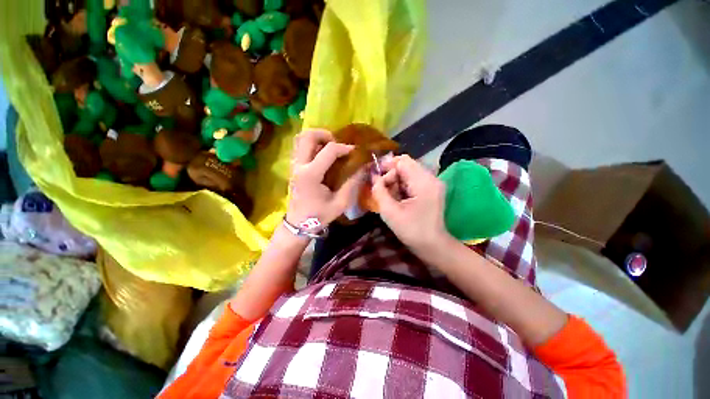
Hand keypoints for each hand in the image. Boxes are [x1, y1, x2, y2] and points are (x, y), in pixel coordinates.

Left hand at [286, 129, 361, 228]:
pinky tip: (322, 155)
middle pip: (308, 136)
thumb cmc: (320, 215)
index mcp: (311, 175)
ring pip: (301, 139)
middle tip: (338, 144)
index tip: (354, 152)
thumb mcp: (341, 203)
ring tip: (330, 147)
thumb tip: (363, 167)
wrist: (299, 224)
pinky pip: (300, 147)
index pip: (329, 151)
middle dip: (326, 135)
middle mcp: (300, 166)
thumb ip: (353, 183)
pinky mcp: (294, 168)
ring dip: (317, 138)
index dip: (344, 148)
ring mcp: (294, 165)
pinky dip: (311, 145)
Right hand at [371, 155, 450, 251]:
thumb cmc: (411, 231)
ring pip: (408, 172)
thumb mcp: (390, 212)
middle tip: (381, 189)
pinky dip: (401, 186)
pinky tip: (396, 198)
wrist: (432, 246)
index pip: (402, 161)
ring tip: (389, 196)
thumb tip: (373, 177)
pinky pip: (412, 180)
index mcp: (423, 182)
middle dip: (390, 175)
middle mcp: (431, 178)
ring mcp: (432, 183)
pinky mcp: (430, 189)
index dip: (387, 166)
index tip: (376, 178)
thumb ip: (379, 191)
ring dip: (395, 181)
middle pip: (406, 165)